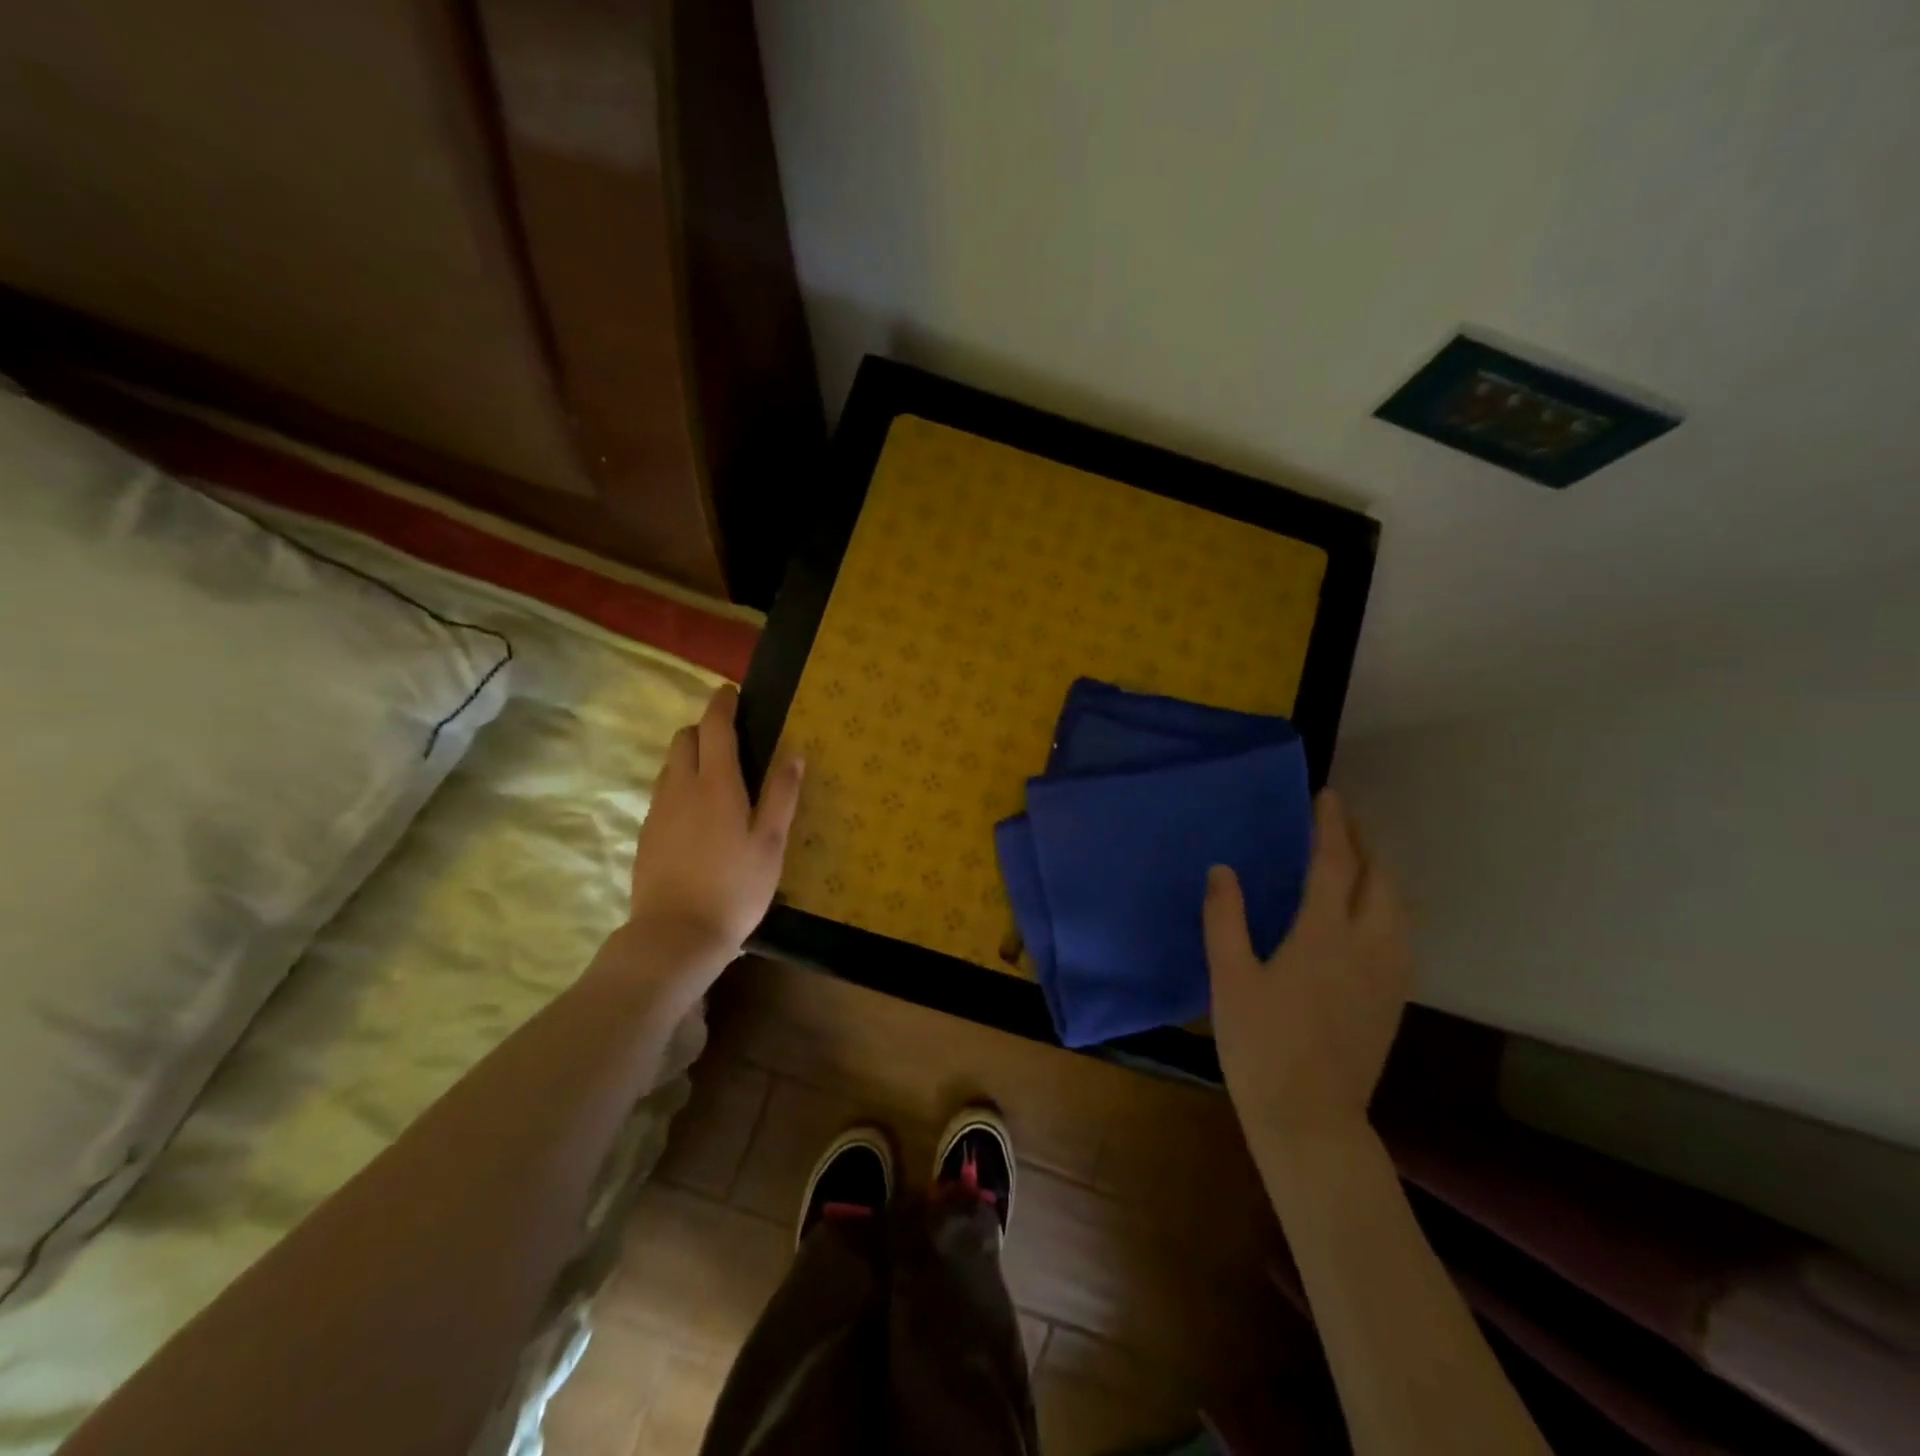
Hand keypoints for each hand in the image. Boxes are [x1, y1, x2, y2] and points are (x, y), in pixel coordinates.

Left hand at [620, 685, 803, 985]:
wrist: (675, 934)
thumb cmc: (734, 887)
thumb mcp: (771, 843)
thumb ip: (781, 795)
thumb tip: (794, 753)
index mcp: (716, 783)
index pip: (714, 727)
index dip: (722, 704)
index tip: (731, 692)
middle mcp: (680, 787)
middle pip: (685, 739)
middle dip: (705, 729)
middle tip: (731, 741)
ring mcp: (658, 810)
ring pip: (670, 765)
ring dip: (690, 757)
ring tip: (717, 778)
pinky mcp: (646, 833)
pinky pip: (663, 792)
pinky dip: (680, 785)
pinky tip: (698, 815)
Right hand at [1204, 790, 1410, 1141]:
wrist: (1311, 1118)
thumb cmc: (1260, 1045)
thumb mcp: (1229, 978)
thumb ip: (1225, 918)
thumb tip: (1222, 869)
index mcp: (1324, 935)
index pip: (1335, 863)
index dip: (1331, 826)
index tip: (1327, 796)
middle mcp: (1368, 945)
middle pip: (1380, 878)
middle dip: (1365, 842)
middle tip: (1341, 821)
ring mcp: (1390, 974)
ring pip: (1400, 906)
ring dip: (1381, 871)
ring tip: (1358, 858)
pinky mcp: (1395, 998)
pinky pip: (1403, 933)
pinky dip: (1389, 904)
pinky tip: (1370, 912)